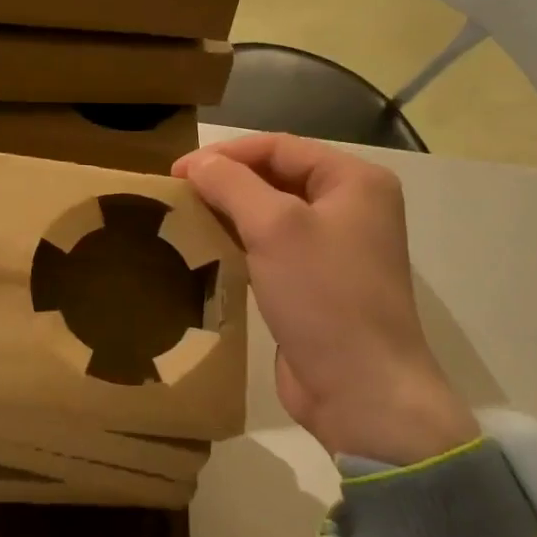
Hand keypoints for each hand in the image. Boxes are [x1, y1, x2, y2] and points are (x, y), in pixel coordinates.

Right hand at [175, 133, 476, 463]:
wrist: (361, 390)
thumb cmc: (324, 296)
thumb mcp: (275, 228)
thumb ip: (233, 184)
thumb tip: (197, 163)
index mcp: (354, 181)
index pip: (279, 146)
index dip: (226, 154)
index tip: (176, 172)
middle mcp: (351, 207)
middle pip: (277, 177)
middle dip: (227, 181)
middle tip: (177, 194)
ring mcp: (336, 248)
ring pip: (272, 214)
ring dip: (230, 212)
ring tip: (185, 217)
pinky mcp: (317, 284)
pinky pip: (273, 249)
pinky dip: (241, 244)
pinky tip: (209, 249)